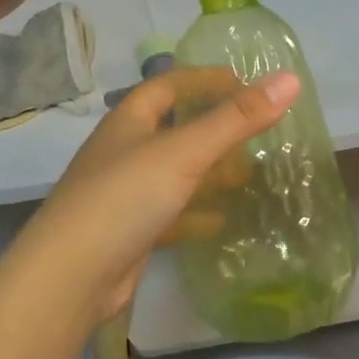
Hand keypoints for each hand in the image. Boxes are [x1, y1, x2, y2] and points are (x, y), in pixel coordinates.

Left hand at [11, 66, 299, 324]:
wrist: (69, 279)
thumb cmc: (125, 198)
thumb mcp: (185, 152)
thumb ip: (237, 118)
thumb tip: (289, 79)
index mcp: (129, 122)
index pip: (168, 86)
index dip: (203, 79)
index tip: (242, 81)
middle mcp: (123, 152)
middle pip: (172, 128)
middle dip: (212, 127)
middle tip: (254, 130)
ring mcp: (123, 194)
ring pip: (173, 172)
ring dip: (207, 170)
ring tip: (248, 173)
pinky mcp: (128, 232)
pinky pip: (169, 212)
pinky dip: (195, 212)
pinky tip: (221, 220)